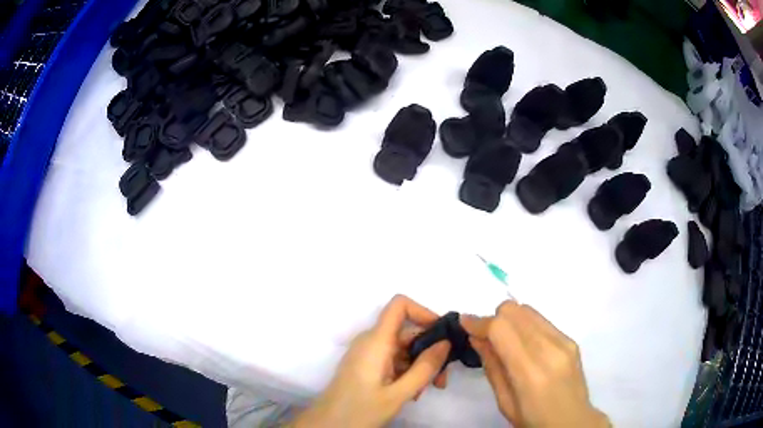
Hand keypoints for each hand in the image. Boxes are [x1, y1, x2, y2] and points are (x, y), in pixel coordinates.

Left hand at [293, 295, 450, 427]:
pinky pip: (393, 359)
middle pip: (407, 332)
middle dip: (429, 351)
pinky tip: (412, 393)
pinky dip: (407, 371)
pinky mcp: (366, 365)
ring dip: (419, 366)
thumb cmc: (361, 409)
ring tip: (426, 390)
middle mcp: (371, 341)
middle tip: (441, 379)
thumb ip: (424, 368)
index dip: (423, 312)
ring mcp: (368, 353)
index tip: (442, 335)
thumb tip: (446, 342)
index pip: (399, 305)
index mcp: (376, 341)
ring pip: (402, 349)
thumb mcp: (399, 393)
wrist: (329, 425)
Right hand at [461, 301, 609, 427]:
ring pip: (529, 310)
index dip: (479, 321)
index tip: (464, 323)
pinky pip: (541, 320)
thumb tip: (476, 338)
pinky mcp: (571, 339)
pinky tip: (525, 345)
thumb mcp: (504, 401)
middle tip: (486, 338)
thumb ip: (492, 366)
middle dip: (494, 318)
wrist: (572, 421)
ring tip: (506, 342)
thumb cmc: (533, 419)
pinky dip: (526, 325)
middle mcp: (550, 349)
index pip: (501, 328)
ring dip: (510, 320)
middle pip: (515, 310)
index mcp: (530, 371)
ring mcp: (564, 341)